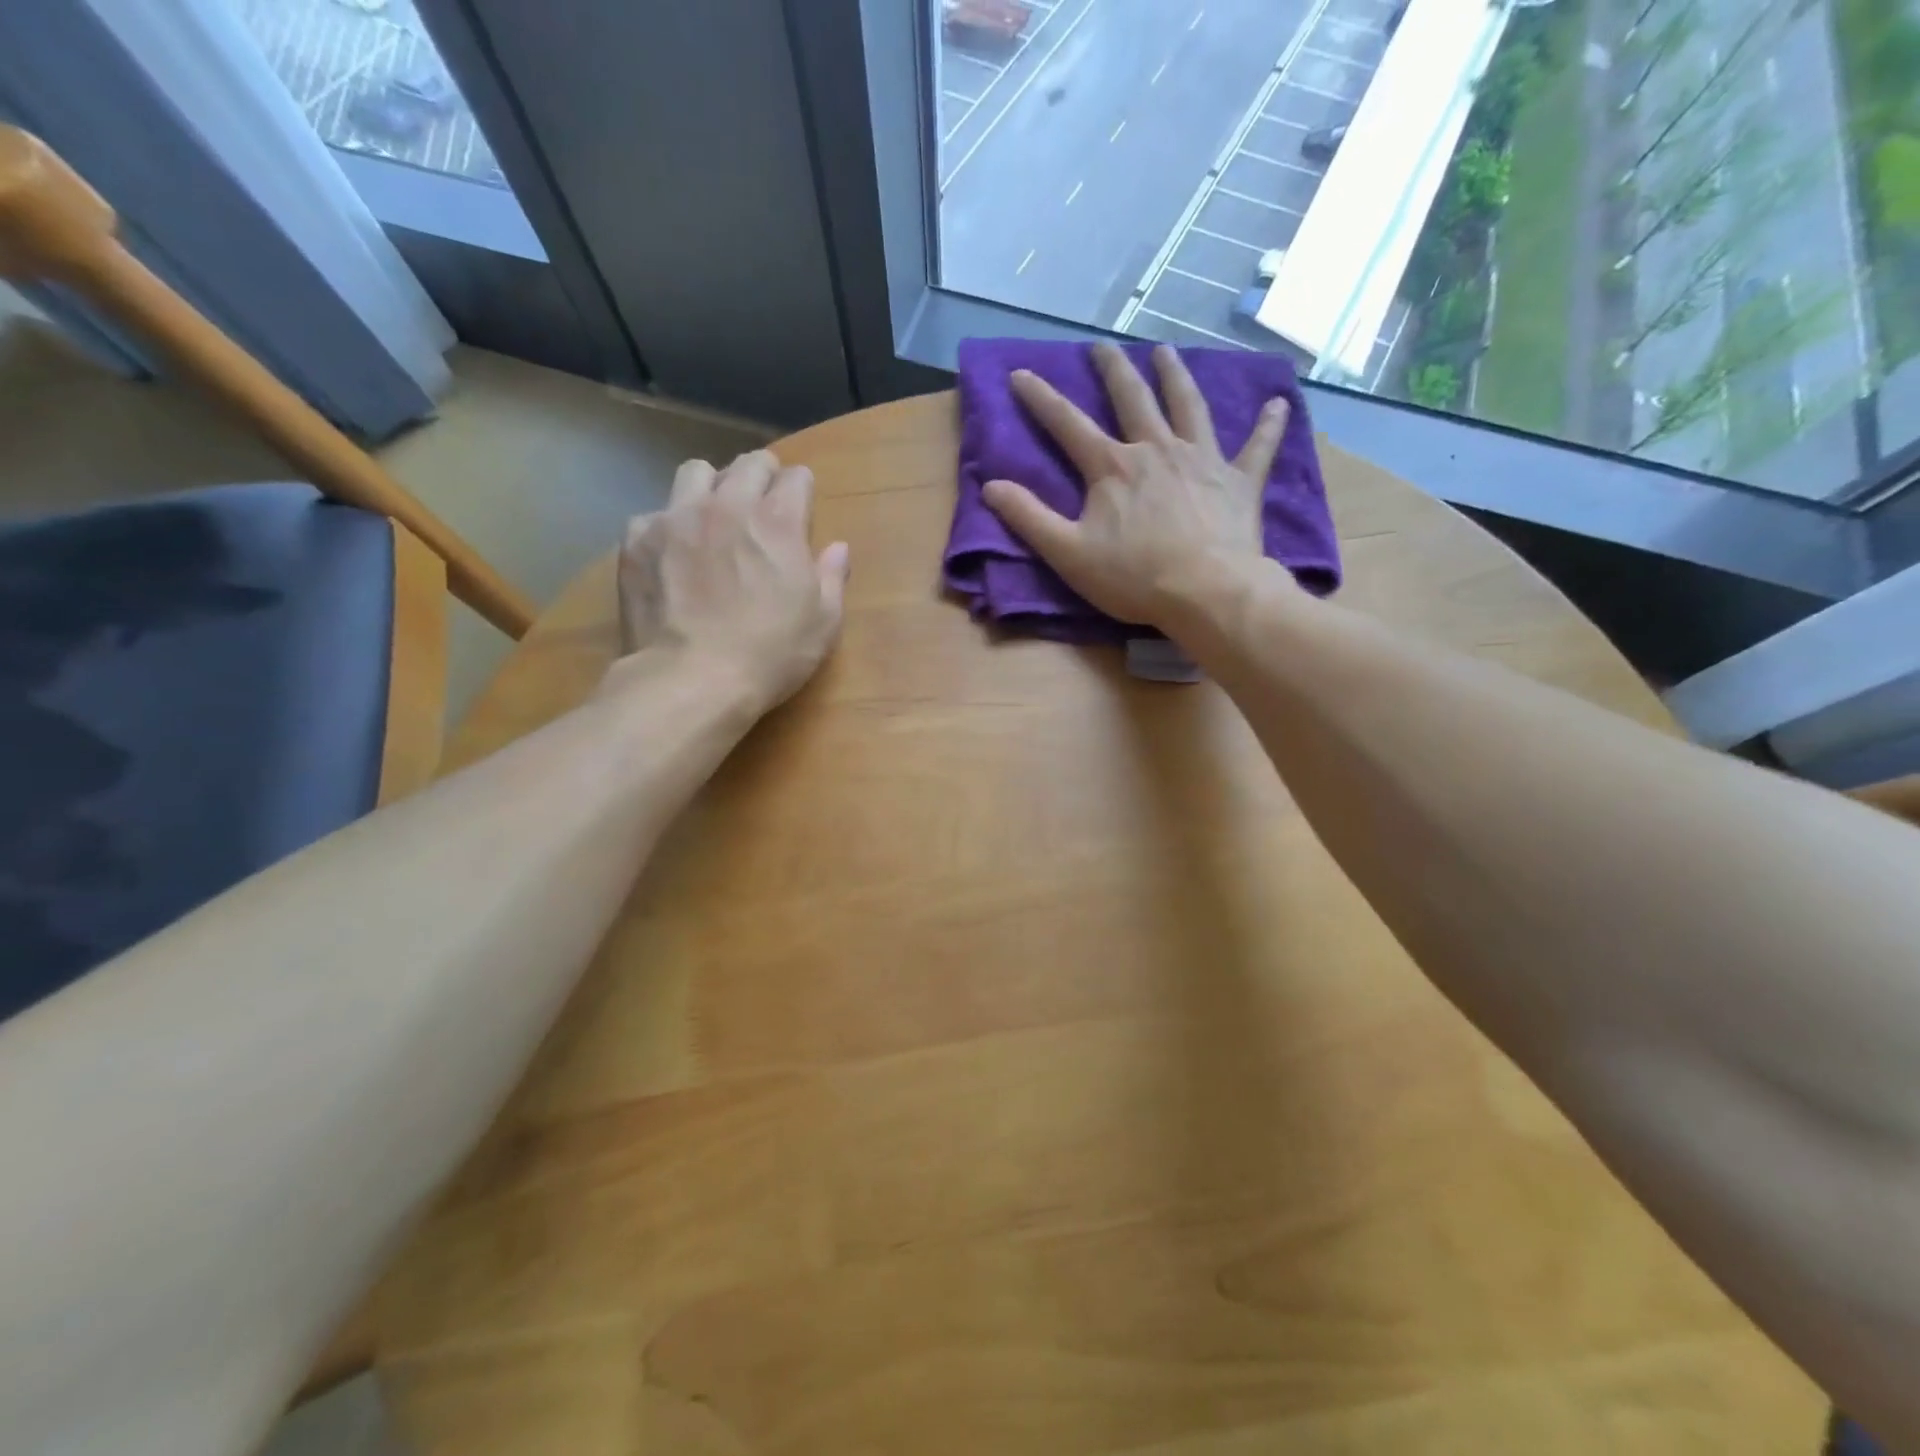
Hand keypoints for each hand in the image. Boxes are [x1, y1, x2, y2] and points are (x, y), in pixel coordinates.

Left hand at [613, 449, 849, 711]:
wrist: (691, 679)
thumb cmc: (770, 654)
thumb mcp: (823, 624)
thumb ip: (832, 578)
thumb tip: (838, 548)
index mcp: (778, 522)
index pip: (796, 477)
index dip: (802, 491)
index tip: (801, 510)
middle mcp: (727, 506)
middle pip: (748, 463)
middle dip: (761, 476)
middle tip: (762, 505)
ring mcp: (676, 518)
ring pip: (694, 472)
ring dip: (711, 488)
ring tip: (712, 519)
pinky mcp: (638, 540)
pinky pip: (654, 513)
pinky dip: (667, 527)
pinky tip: (671, 556)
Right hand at [982, 342, 1290, 628]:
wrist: (1207, 592)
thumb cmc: (1135, 577)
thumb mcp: (1068, 553)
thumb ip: (1029, 518)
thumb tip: (990, 486)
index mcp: (1113, 466)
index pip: (1068, 424)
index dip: (1041, 398)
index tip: (1021, 373)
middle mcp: (1157, 449)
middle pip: (1132, 398)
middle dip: (1112, 369)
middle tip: (1101, 347)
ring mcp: (1202, 459)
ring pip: (1188, 405)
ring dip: (1176, 375)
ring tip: (1166, 351)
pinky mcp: (1240, 481)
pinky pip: (1258, 446)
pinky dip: (1268, 425)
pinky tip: (1278, 403)